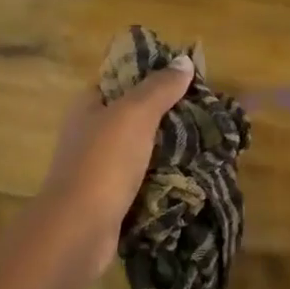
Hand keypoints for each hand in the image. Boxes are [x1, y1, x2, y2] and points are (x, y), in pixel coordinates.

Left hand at [37, 55, 195, 277]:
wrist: (80, 228)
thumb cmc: (104, 162)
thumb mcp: (135, 114)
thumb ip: (159, 88)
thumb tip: (184, 61)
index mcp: (89, 106)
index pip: (122, 79)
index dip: (153, 75)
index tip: (189, 79)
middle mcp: (92, 133)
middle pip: (136, 116)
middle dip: (170, 115)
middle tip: (207, 114)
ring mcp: (101, 168)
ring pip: (143, 150)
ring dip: (171, 149)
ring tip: (210, 143)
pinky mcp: (114, 197)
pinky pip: (145, 180)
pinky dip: (166, 178)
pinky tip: (193, 176)